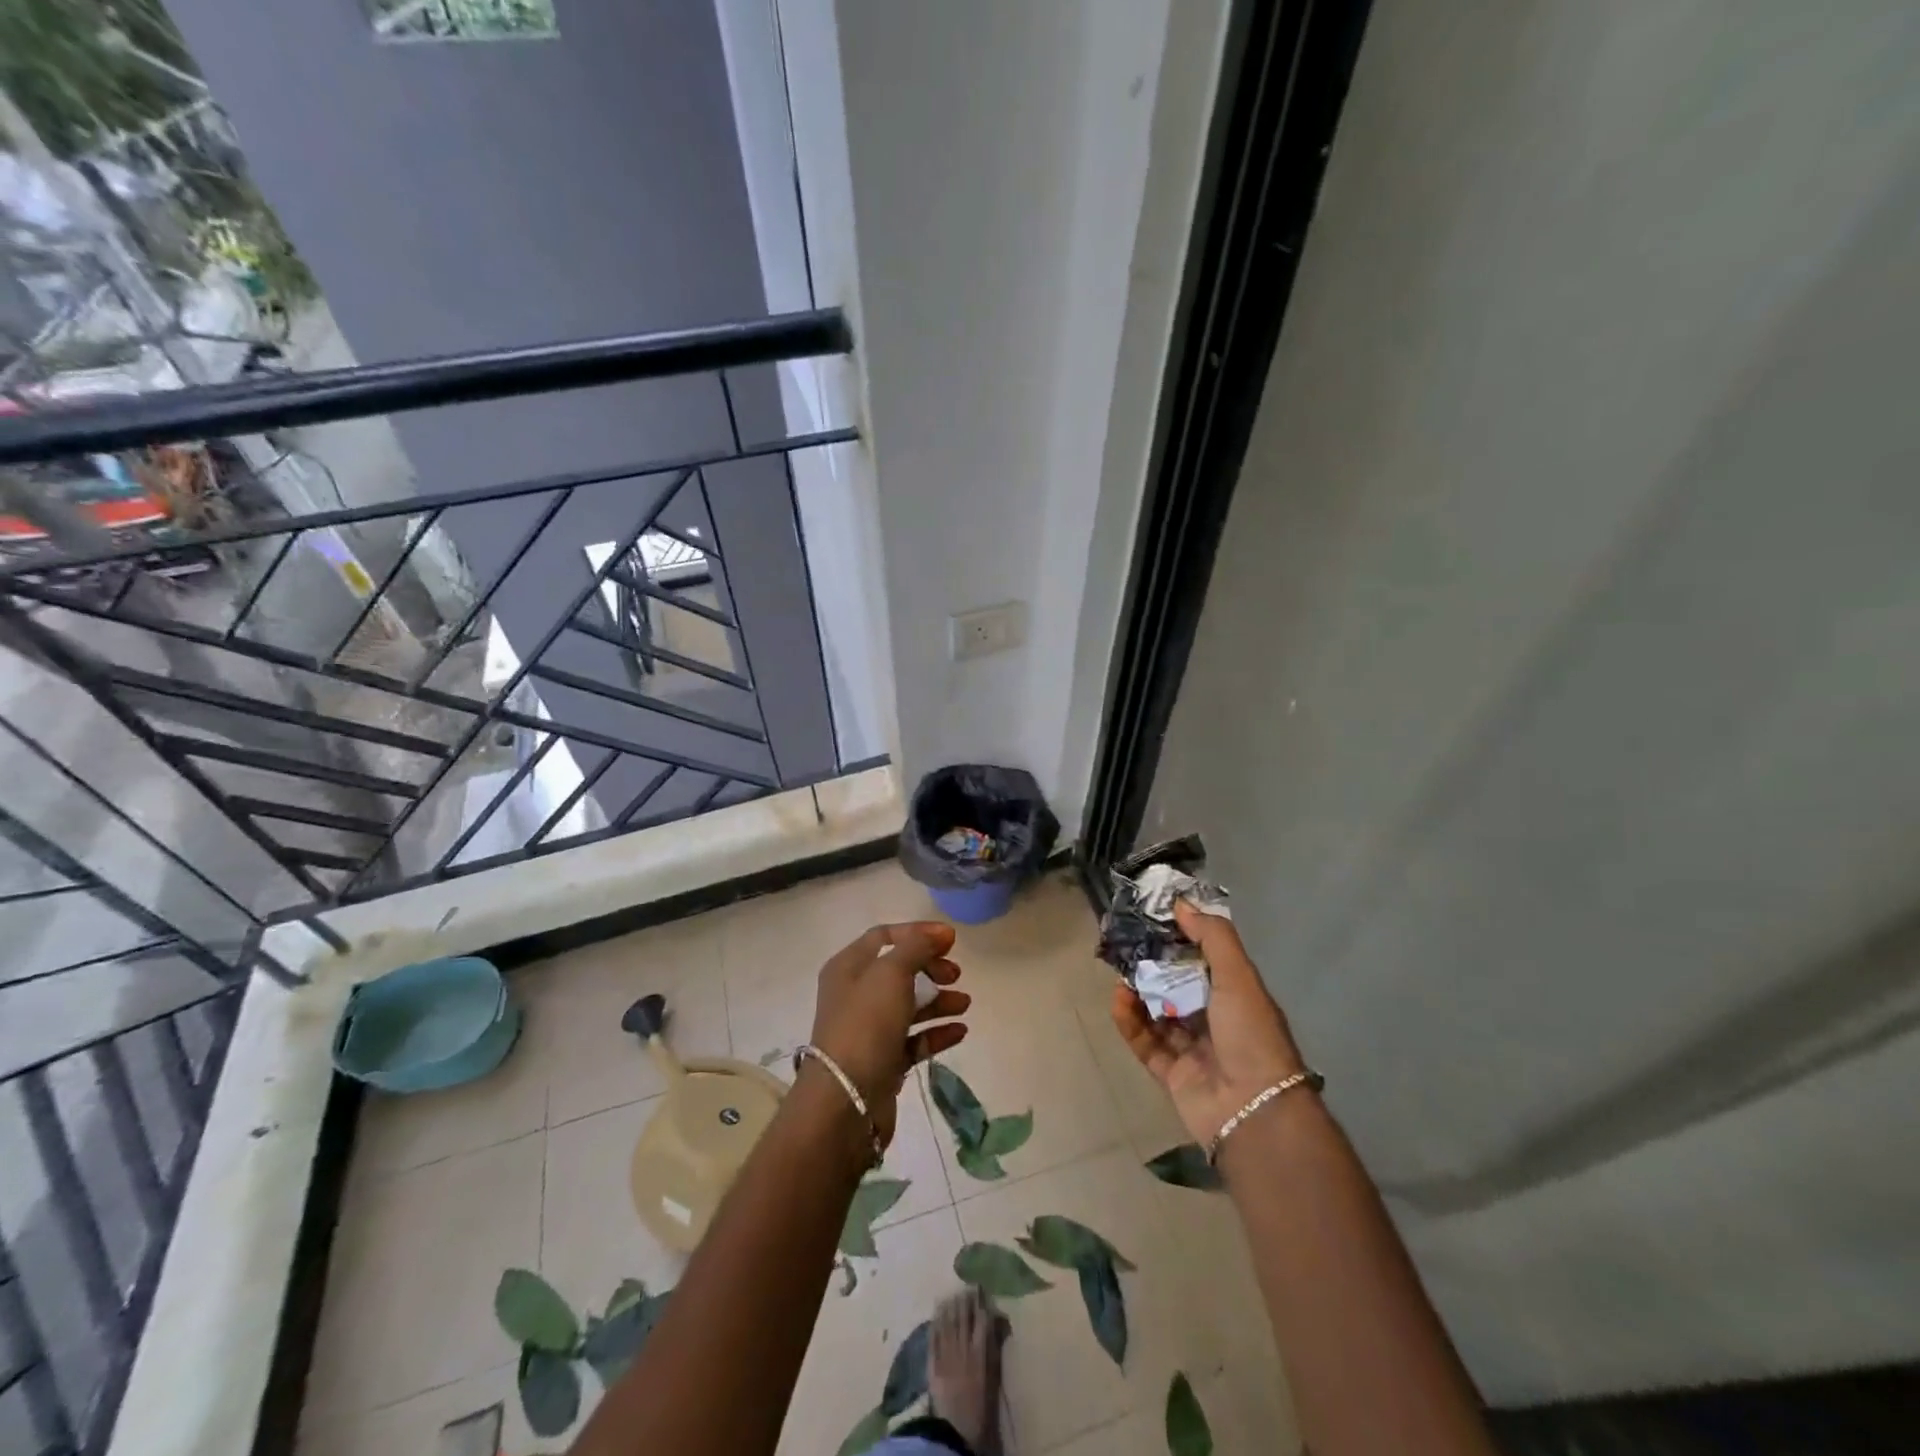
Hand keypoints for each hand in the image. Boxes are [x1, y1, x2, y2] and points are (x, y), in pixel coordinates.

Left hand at [810, 921, 969, 1146]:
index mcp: (849, 967)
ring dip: (939, 1001)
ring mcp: (869, 1029)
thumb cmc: (865, 1025)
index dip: (918, 933)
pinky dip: (936, 1032)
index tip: (951, 940)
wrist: (846, 1102)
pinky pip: (914, 1039)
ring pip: (910, 1005)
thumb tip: (941, 932)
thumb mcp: (891, 973)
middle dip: (931, 968)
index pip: (884, 936)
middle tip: (955, 974)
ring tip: (964, 1004)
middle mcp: (856, 994)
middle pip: (900, 970)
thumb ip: (917, 947)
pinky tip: (960, 1031)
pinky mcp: (884, 1060)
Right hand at [1110, 900, 1307, 1146]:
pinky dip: (1130, 1022)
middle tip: (1126, 944)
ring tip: (1120, 974)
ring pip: (1158, 1013)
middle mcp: (1215, 1020)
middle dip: (1153, 965)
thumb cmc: (1250, 1034)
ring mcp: (1193, 1049)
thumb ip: (1213, 937)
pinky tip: (1118, 1001)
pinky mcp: (1171, 1074)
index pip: (1203, 959)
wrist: (1253, 1109)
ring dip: (1138, 993)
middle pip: (1177, 985)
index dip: (1180, 938)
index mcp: (1236, 995)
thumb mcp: (1238, 976)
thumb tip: (1182, 903)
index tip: (1153, 917)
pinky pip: (1145, 1042)